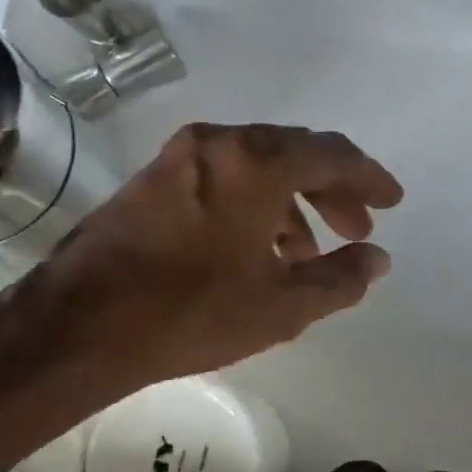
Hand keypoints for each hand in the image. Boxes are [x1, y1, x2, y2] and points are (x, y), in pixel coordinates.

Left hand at [0, 123, 403, 462]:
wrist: (79, 326)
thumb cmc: (192, 313)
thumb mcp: (283, 305)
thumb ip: (341, 279)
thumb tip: (378, 260)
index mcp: (256, 162)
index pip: (332, 154)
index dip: (369, 178)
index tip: (392, 202)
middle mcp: (217, 144)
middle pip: (294, 154)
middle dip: (332, 192)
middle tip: (357, 230)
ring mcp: (178, 159)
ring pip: (255, 169)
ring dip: (292, 205)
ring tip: (307, 255)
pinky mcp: (151, 182)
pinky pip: (222, 181)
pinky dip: (253, 208)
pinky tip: (258, 253)